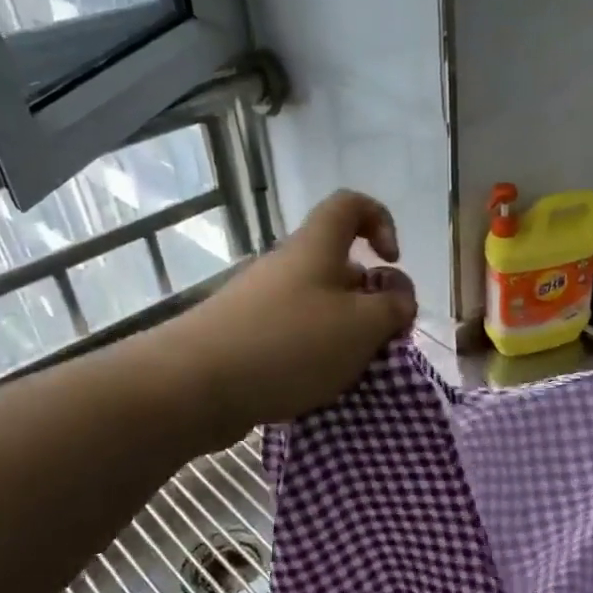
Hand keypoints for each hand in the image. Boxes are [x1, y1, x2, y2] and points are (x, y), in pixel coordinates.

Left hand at [171, 190, 417, 437]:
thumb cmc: (290, 343)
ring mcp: (262, 301)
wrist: (193, 386)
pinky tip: (318, 387)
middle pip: (341, 265)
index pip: (351, 205)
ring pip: (321, 305)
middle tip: (382, 336)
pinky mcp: (246, 335)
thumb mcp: (363, 325)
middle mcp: (288, 266)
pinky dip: (316, 354)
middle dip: (371, 298)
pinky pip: (295, 333)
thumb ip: (394, 307)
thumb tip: (398, 298)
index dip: (380, 220)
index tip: (392, 260)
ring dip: (346, 332)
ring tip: (353, 371)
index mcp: (317, 248)